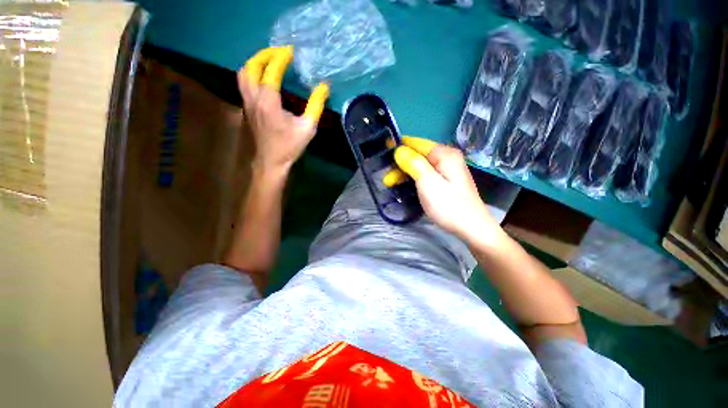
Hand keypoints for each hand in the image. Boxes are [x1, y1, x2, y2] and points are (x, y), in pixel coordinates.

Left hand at [238, 46, 329, 171]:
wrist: (271, 161)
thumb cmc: (290, 146)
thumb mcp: (308, 128)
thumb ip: (316, 106)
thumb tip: (323, 87)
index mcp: (269, 102)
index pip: (271, 71)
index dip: (280, 58)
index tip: (290, 52)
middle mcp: (254, 98)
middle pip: (251, 67)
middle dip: (264, 55)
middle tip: (279, 52)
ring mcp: (247, 103)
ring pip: (243, 74)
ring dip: (255, 63)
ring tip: (269, 61)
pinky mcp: (246, 109)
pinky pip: (244, 84)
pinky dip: (252, 74)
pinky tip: (263, 78)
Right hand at [384, 137, 499, 240]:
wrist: (472, 228)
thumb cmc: (449, 206)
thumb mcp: (428, 183)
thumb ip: (413, 163)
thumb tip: (400, 150)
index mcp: (444, 154)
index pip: (417, 143)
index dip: (399, 146)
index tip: (383, 151)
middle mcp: (447, 158)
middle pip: (418, 155)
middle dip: (400, 165)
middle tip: (386, 180)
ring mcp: (447, 170)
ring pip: (420, 166)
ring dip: (405, 173)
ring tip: (390, 185)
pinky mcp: (446, 181)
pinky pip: (426, 174)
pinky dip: (413, 179)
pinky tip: (404, 186)